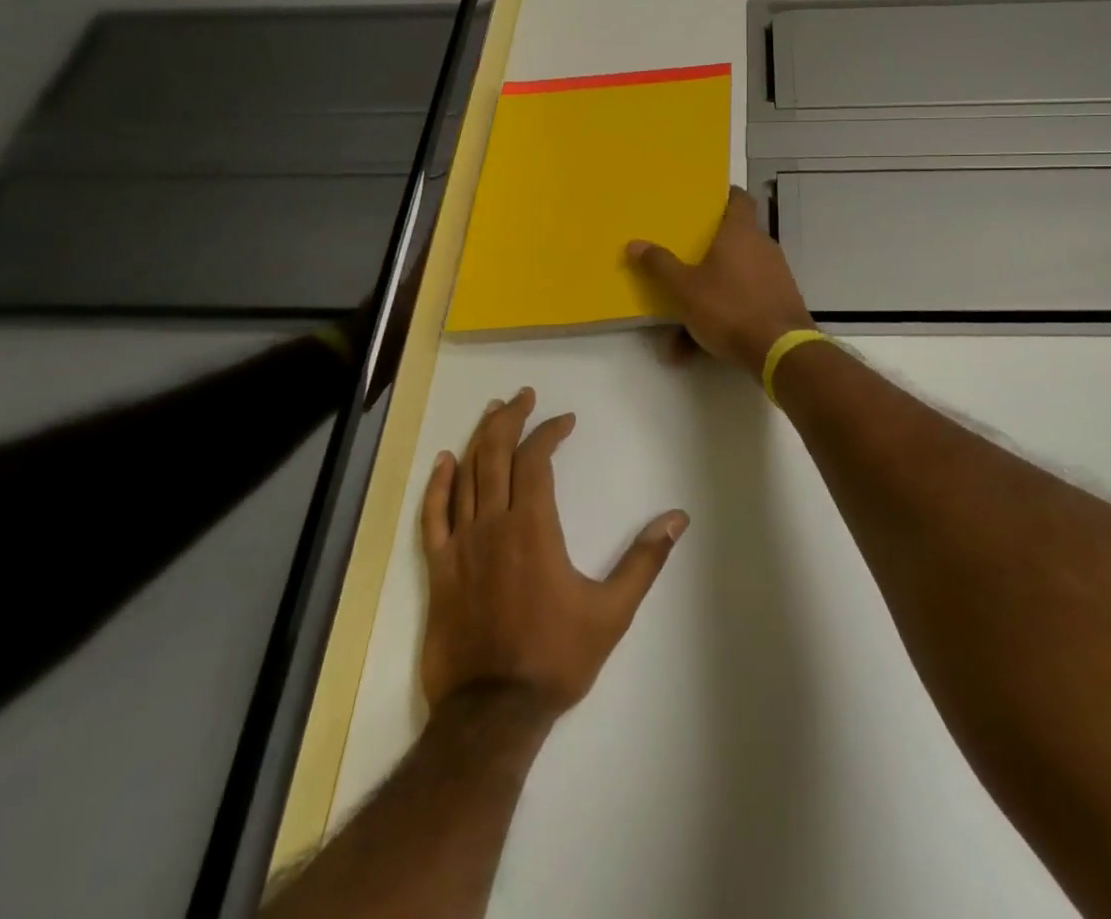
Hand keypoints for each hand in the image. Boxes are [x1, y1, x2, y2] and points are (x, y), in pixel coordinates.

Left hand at [419, 388, 687, 718]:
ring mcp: (460, 545)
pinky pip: (432, 516)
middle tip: (522, 396)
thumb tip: (678, 518)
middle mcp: (493, 524)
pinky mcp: (439, 569)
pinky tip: (444, 462)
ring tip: (492, 412)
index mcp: (533, 527)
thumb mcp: (612, 611)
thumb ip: (645, 560)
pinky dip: (437, 485)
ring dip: (478, 439)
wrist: (492, 714)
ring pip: (465, 476)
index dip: (549, 433)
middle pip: (496, 455)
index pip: (535, 460)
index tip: (565, 421)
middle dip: (510, 420)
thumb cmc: (555, 658)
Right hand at [626, 186, 816, 373]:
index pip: (739, 198)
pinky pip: (744, 302)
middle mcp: (762, 247)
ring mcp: (775, 275)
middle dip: (707, 253)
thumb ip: (660, 265)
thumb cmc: (729, 308)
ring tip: (680, 323)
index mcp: (741, 232)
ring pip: (735, 277)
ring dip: (709, 295)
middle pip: (734, 240)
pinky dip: (723, 317)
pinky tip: (698, 347)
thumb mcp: (684, 289)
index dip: (724, 196)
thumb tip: (634, 243)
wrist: (780, 350)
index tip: (706, 201)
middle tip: (683, 260)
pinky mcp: (780, 302)